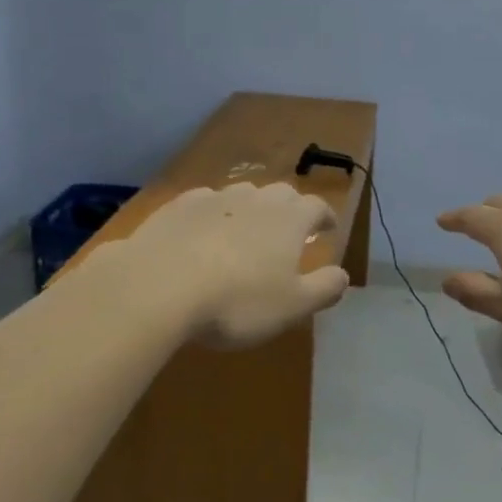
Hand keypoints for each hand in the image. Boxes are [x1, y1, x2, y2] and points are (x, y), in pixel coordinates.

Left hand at [103, 182, 349, 347]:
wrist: (159, 284)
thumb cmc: (236, 301)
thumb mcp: (291, 306)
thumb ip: (323, 288)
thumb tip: (343, 275)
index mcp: (289, 219)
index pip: (317, 206)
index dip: (325, 217)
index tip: (327, 229)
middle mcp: (256, 198)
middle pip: (281, 194)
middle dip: (290, 209)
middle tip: (289, 231)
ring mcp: (215, 197)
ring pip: (242, 194)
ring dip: (251, 209)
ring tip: (246, 232)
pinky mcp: (179, 205)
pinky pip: (205, 203)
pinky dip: (213, 215)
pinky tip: (202, 234)